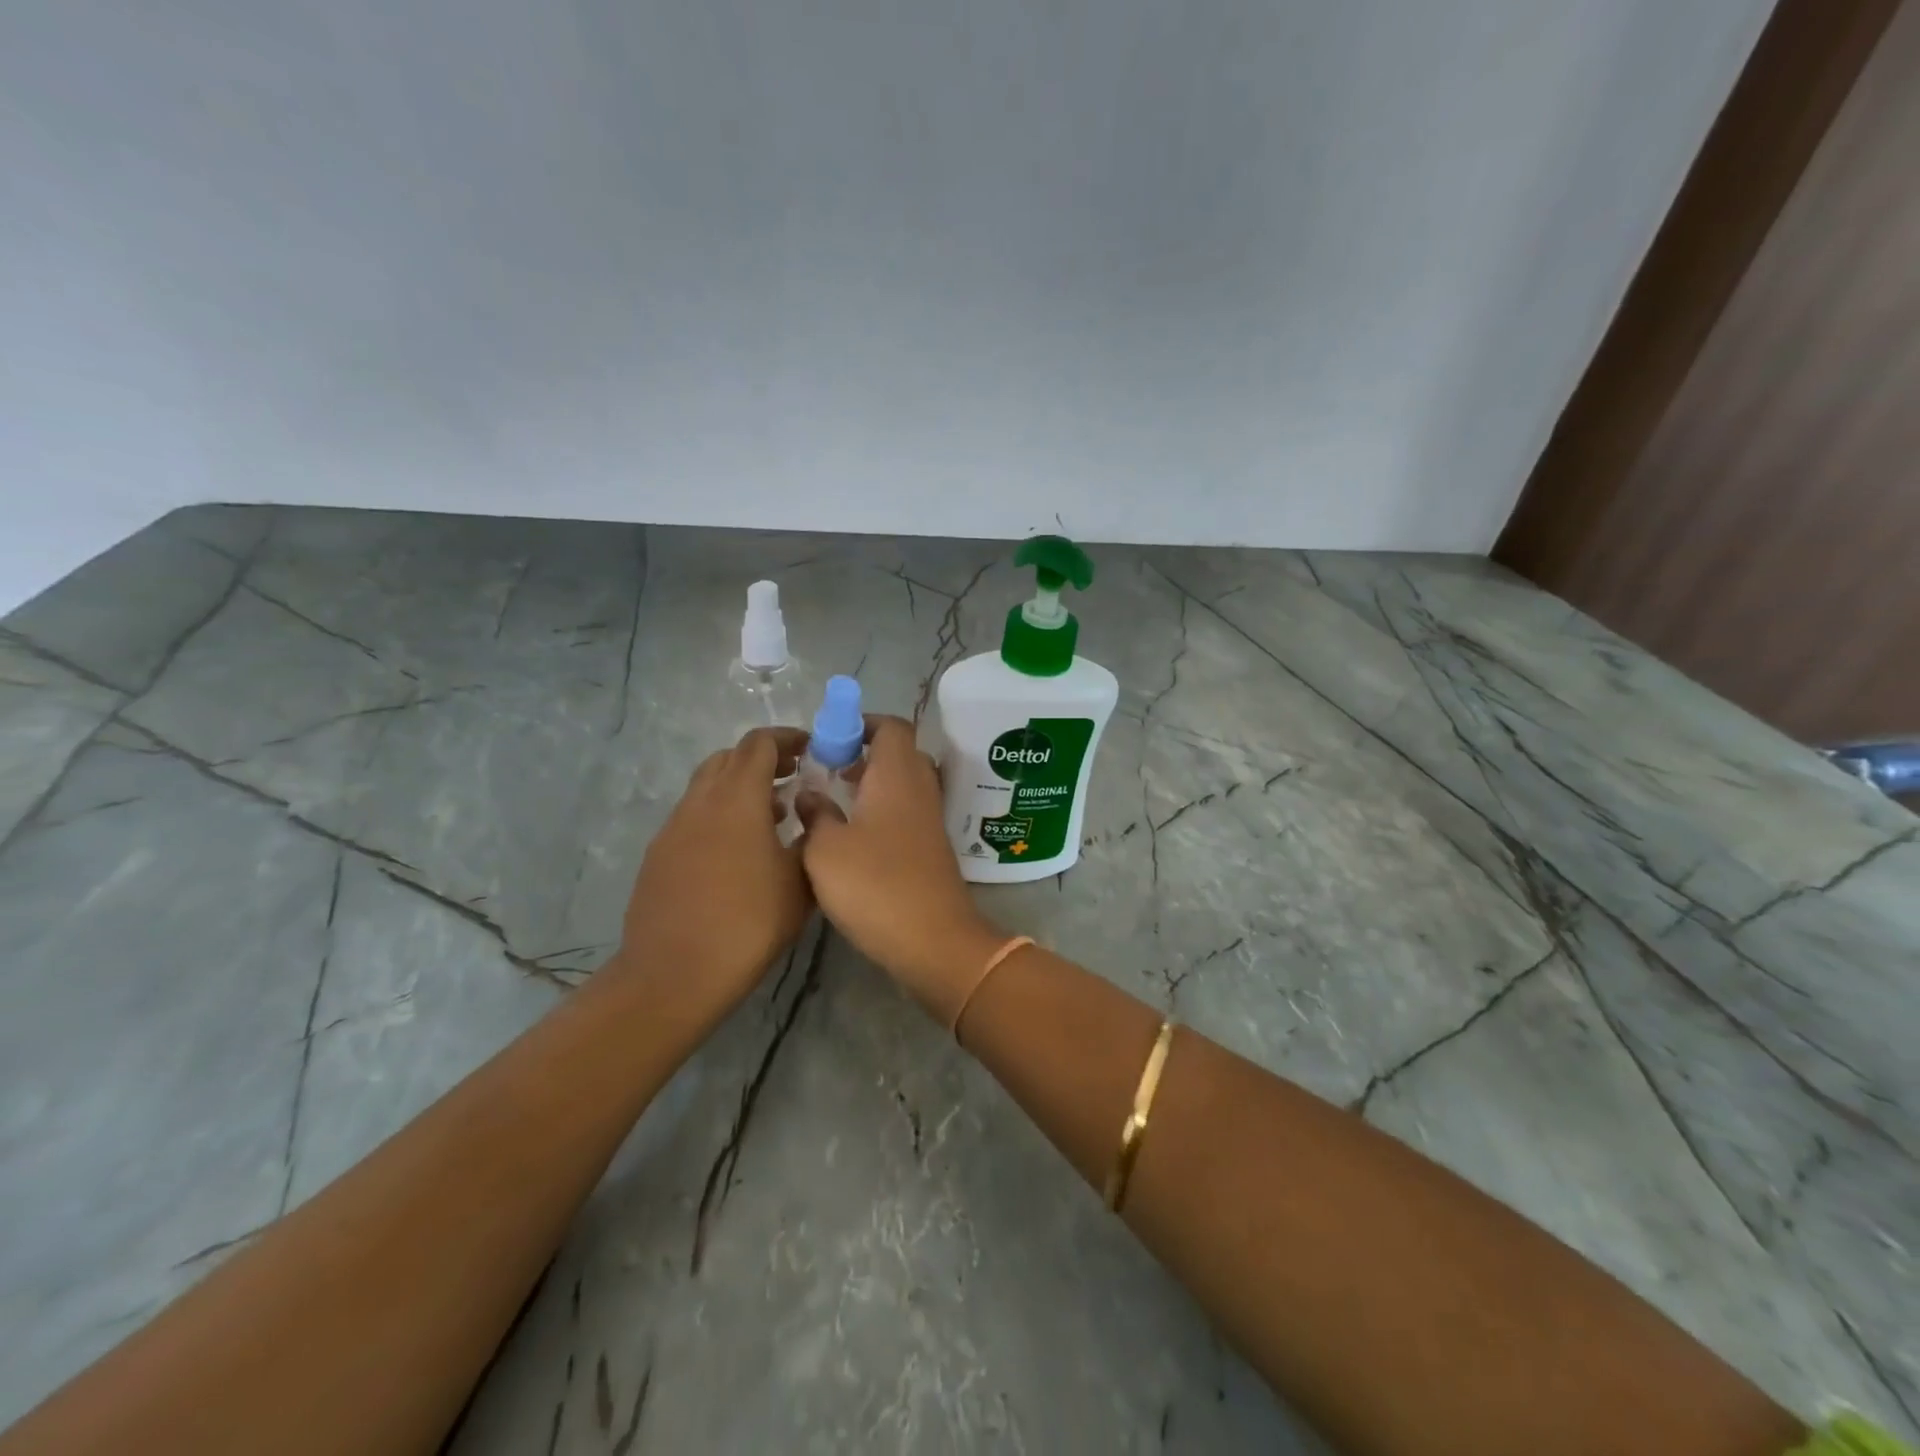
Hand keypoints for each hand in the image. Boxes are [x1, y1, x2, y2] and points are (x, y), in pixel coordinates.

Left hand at [615, 728, 812, 1027]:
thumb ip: (810, 838)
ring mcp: (673, 827)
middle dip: (763, 760)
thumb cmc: (748, 923)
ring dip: (739, 786)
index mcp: (738, 798)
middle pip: (729, 757)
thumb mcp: (800, 882)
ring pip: (707, 785)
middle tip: (793, 778)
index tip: (811, 749)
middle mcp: (700, 802)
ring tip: (771, 815)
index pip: (759, 744)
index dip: (787, 738)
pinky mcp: (658, 854)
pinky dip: (719, 813)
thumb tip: (809, 815)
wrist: (674, 974)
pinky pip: (693, 815)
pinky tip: (737, 851)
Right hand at [796, 715, 1006, 1024]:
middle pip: (900, 753)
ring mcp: (930, 820)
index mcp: (897, 775)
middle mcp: (920, 789)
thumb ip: (815, 814)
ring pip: (904, 785)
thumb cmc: (874, 885)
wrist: (933, 940)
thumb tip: (810, 794)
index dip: (862, 724)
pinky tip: (854, 838)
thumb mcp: (825, 849)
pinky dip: (883, 812)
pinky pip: (907, 813)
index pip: (891, 727)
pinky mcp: (932, 849)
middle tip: (829, 770)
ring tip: (835, 803)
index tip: (831, 739)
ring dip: (873, 785)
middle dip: (865, 754)